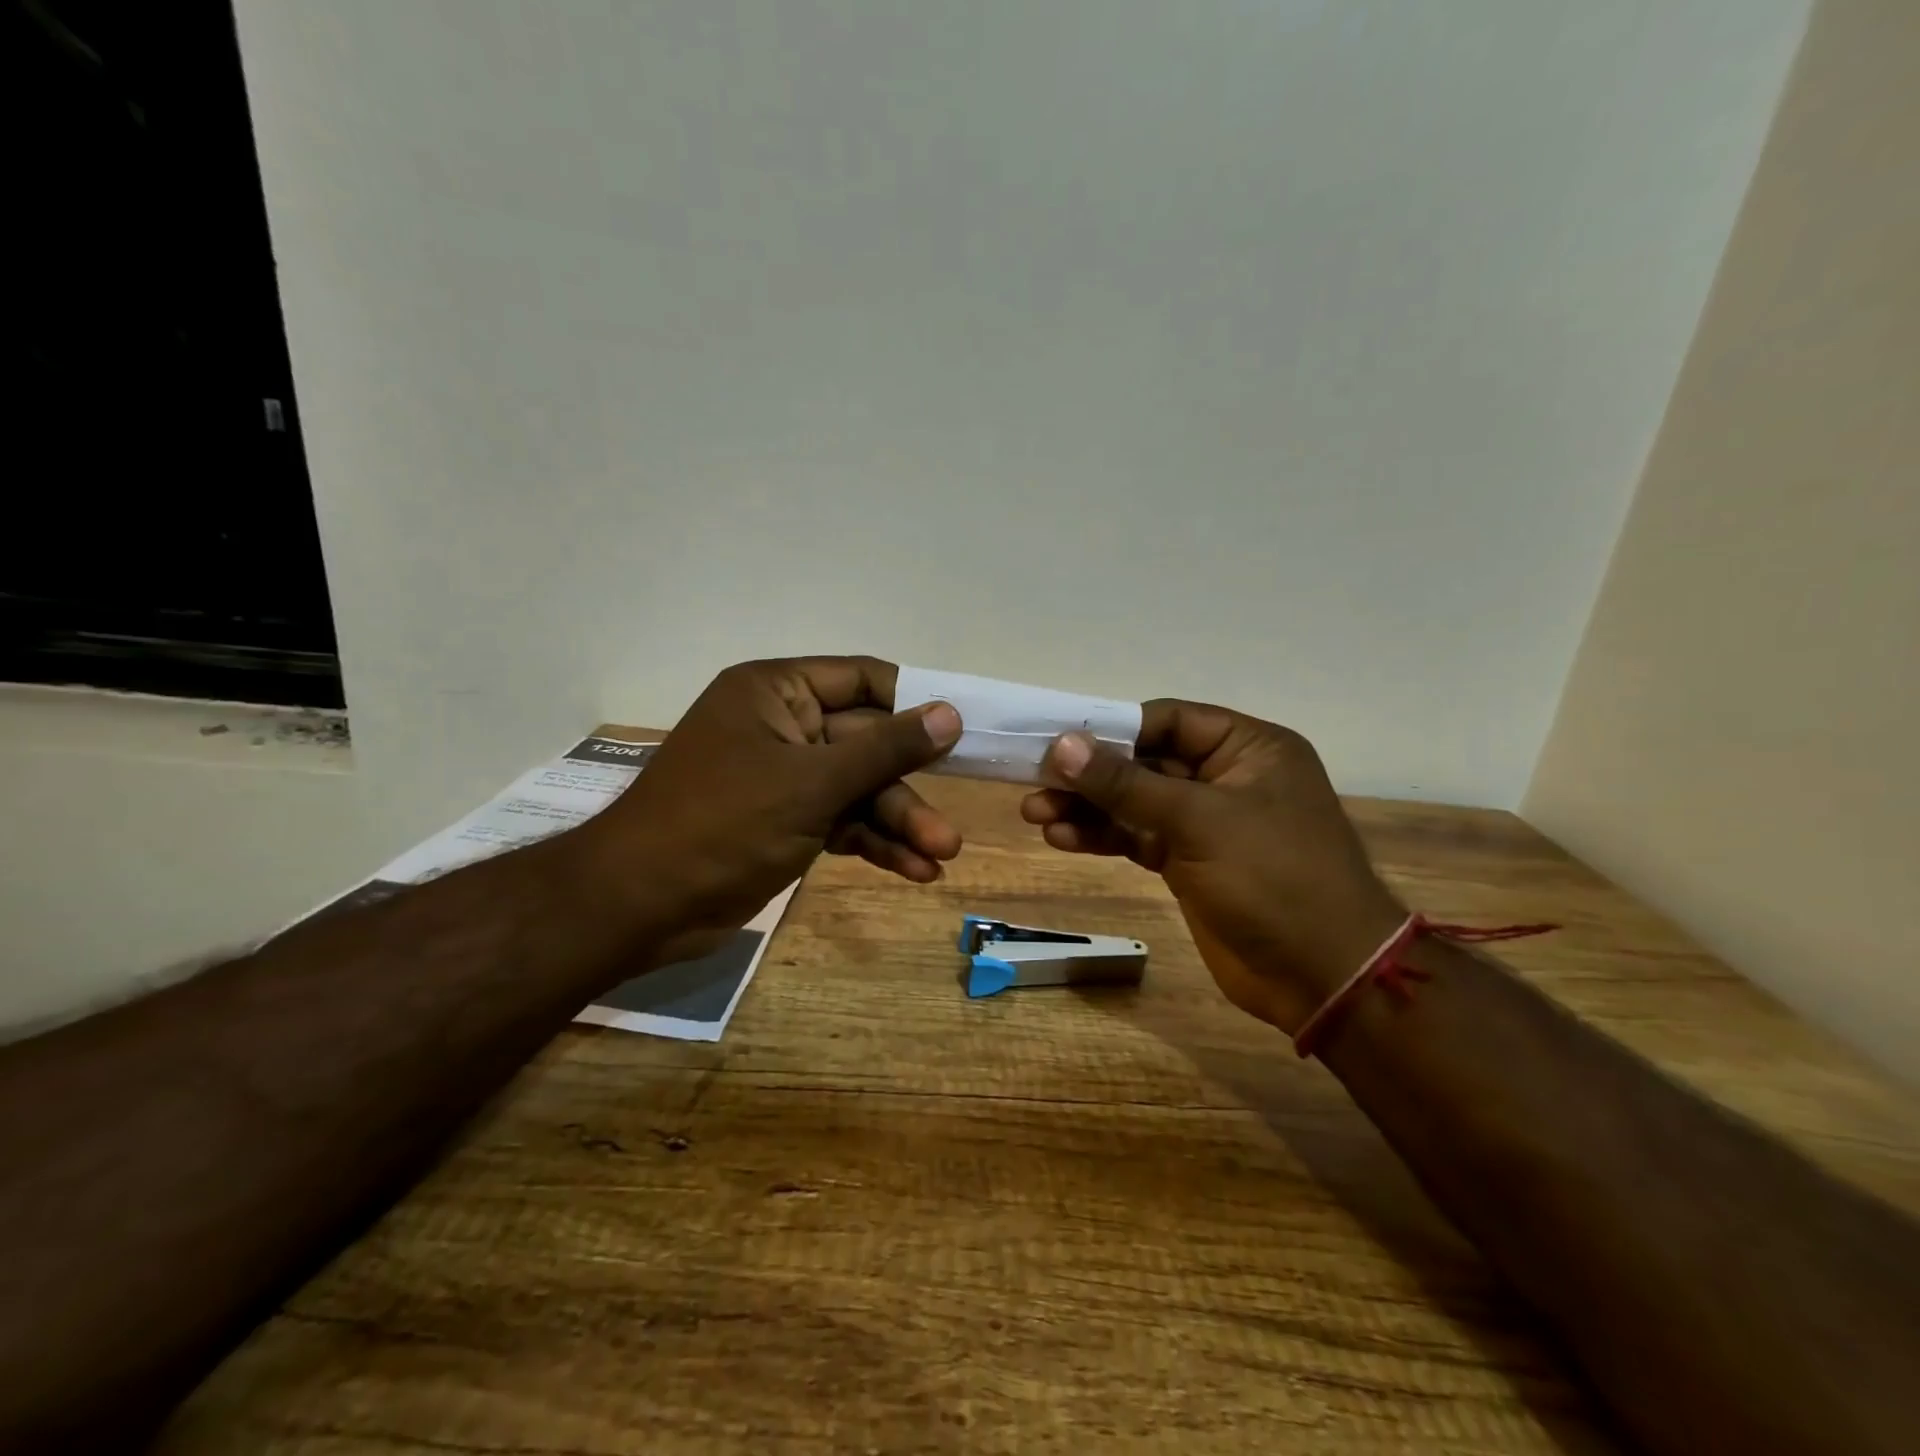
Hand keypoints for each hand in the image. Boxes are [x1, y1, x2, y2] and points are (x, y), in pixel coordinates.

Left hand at [581, 657, 962, 945]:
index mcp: (776, 693)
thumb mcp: (812, 784)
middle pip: (867, 744)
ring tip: (941, 858)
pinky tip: (912, 871)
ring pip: (858, 789)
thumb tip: (950, 713)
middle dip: (908, 788)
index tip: (963, 729)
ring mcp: (783, 777)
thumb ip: (886, 749)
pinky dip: (873, 843)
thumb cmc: (723, 825)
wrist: (640, 907)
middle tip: (952, 826)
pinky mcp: (784, 821)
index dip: (915, 702)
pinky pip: (840, 820)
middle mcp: (782, 726)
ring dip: (898, 822)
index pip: (862, 680)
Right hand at [1021, 702, 1404, 1031]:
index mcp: (1248, 748)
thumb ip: (1127, 783)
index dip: (1112, 727)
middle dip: (1091, 774)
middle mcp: (1226, 777)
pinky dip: (1103, 837)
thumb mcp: (1198, 821)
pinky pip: (1138, 837)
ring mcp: (1207, 823)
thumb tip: (1063, 745)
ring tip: (1035, 814)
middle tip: (1036, 780)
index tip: (1058, 739)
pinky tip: (1061, 838)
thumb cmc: (1273, 879)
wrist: (1323, 976)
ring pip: (1135, 802)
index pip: (1168, 720)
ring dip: (1087, 807)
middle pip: (1145, 762)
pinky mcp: (1189, 862)